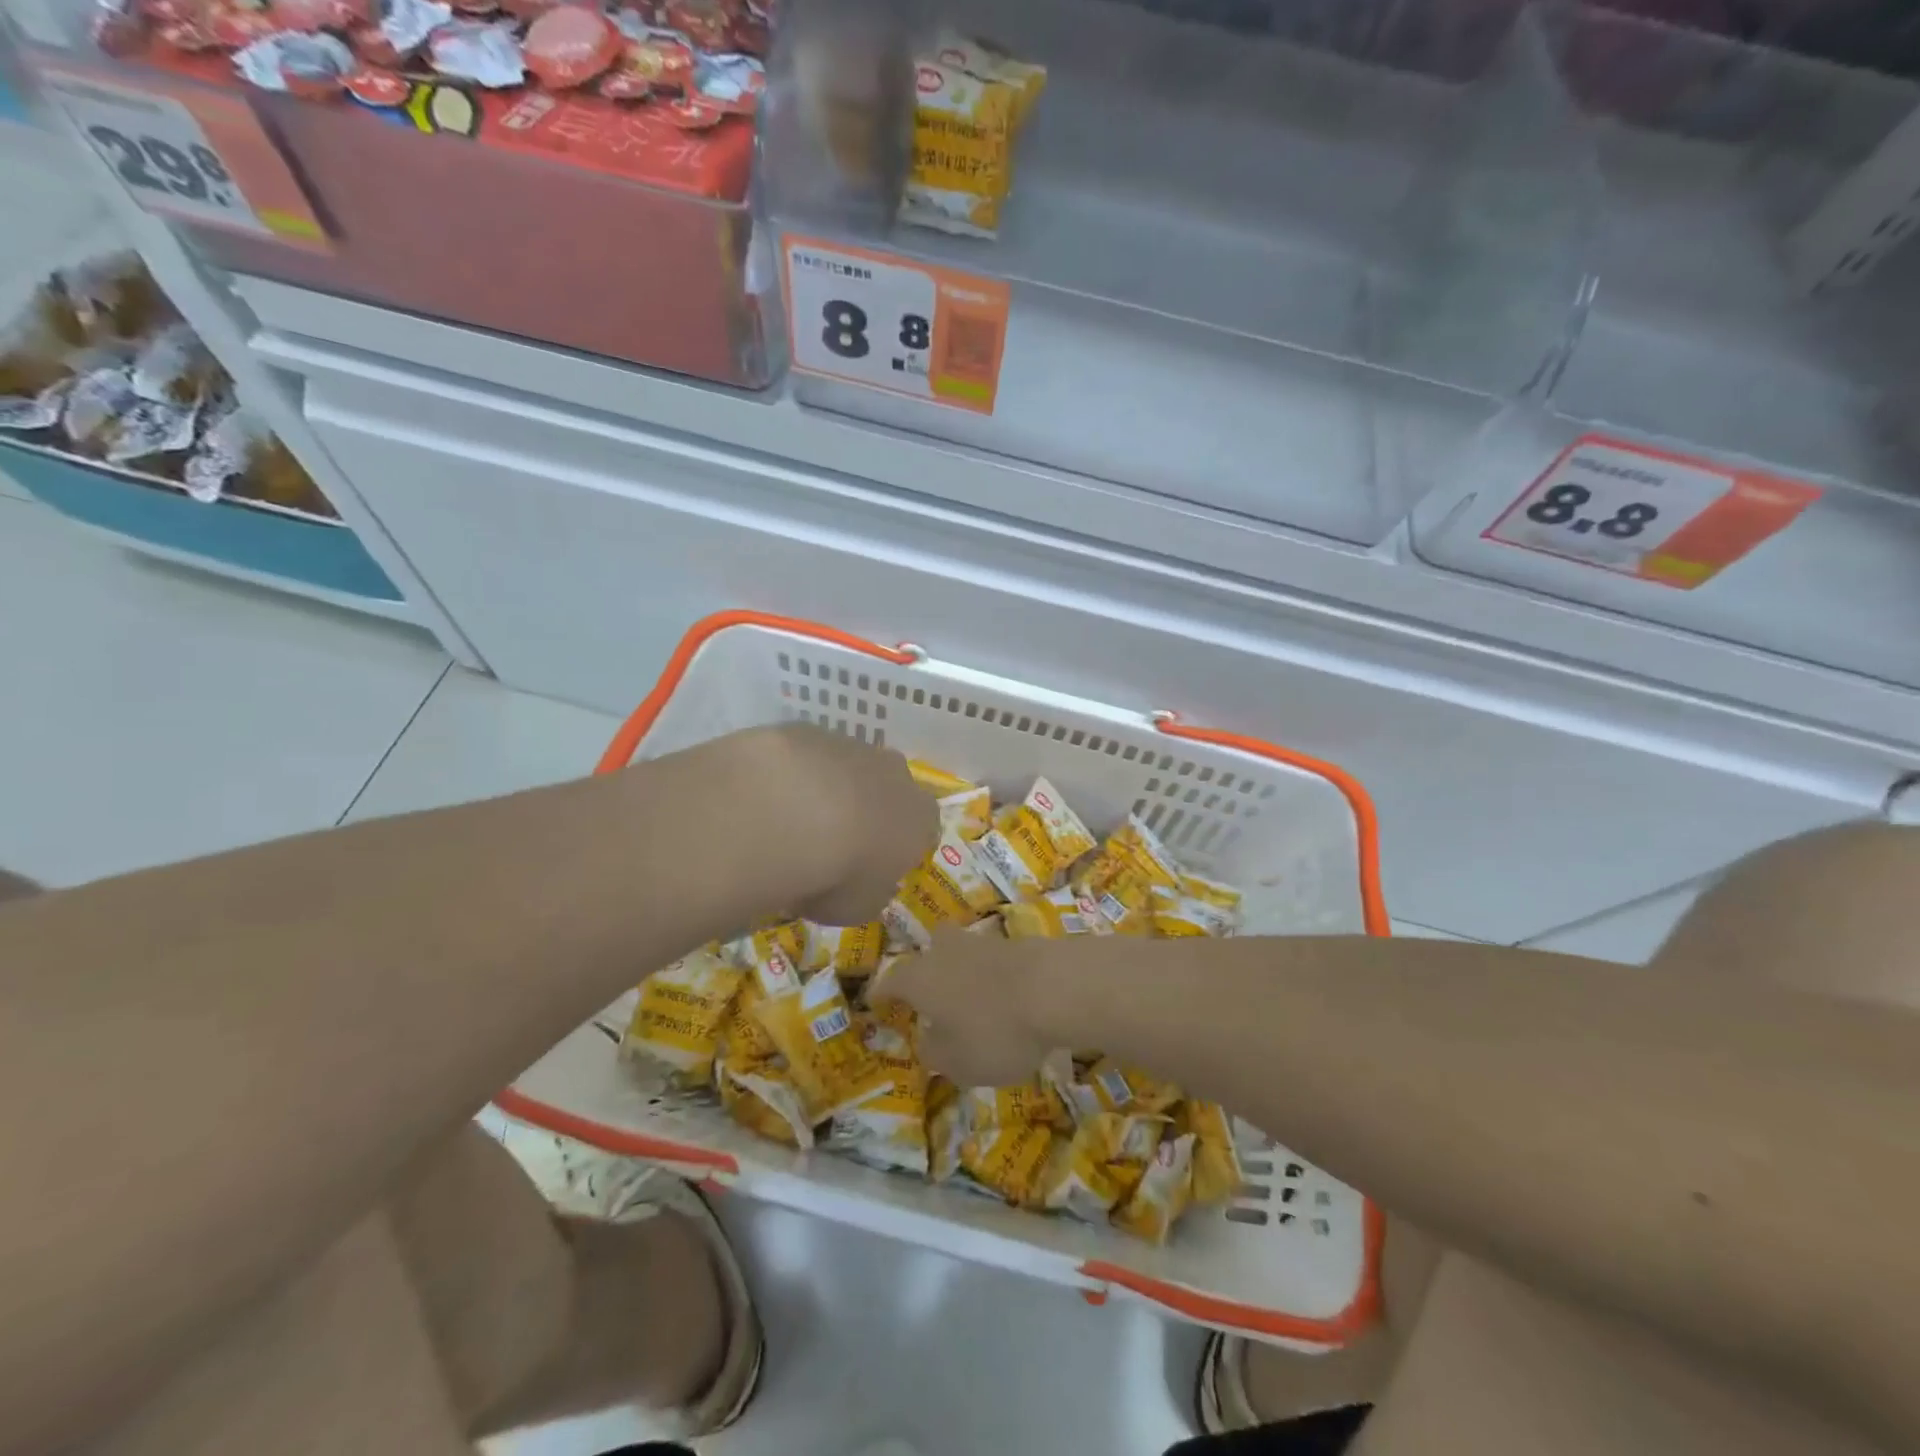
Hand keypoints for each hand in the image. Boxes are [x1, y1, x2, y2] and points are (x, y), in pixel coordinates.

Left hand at [729, 723, 938, 926]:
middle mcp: (894, 774)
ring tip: (789, 822)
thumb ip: (870, 892)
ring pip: (845, 767)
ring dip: (826, 789)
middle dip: (866, 809)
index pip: (923, 830)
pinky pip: (803, 756)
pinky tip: (765, 798)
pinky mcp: (806, 730)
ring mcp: (851, 745)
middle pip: (888, 789)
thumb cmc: (837, 873)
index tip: (872, 867)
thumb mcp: (859, 907)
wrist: (785, 814)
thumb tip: (867, 885)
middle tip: (832, 841)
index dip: (897, 848)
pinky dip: (790, 774)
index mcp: (919, 817)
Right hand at [873, 931, 1073, 1088]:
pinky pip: (996, 961)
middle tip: (931, 993)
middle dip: (928, 969)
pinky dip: (996, 977)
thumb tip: (928, 1040)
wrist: (1055, 987)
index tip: (876, 1003)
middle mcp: (947, 951)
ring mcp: (984, 942)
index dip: (882, 994)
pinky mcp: (1019, 943)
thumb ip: (935, 1053)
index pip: (890, 981)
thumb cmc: (994, 1030)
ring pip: (965, 952)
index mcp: (920, 977)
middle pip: (930, 951)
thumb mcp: (957, 1062)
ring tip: (973, 1001)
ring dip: (965, 973)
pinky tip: (1007, 998)